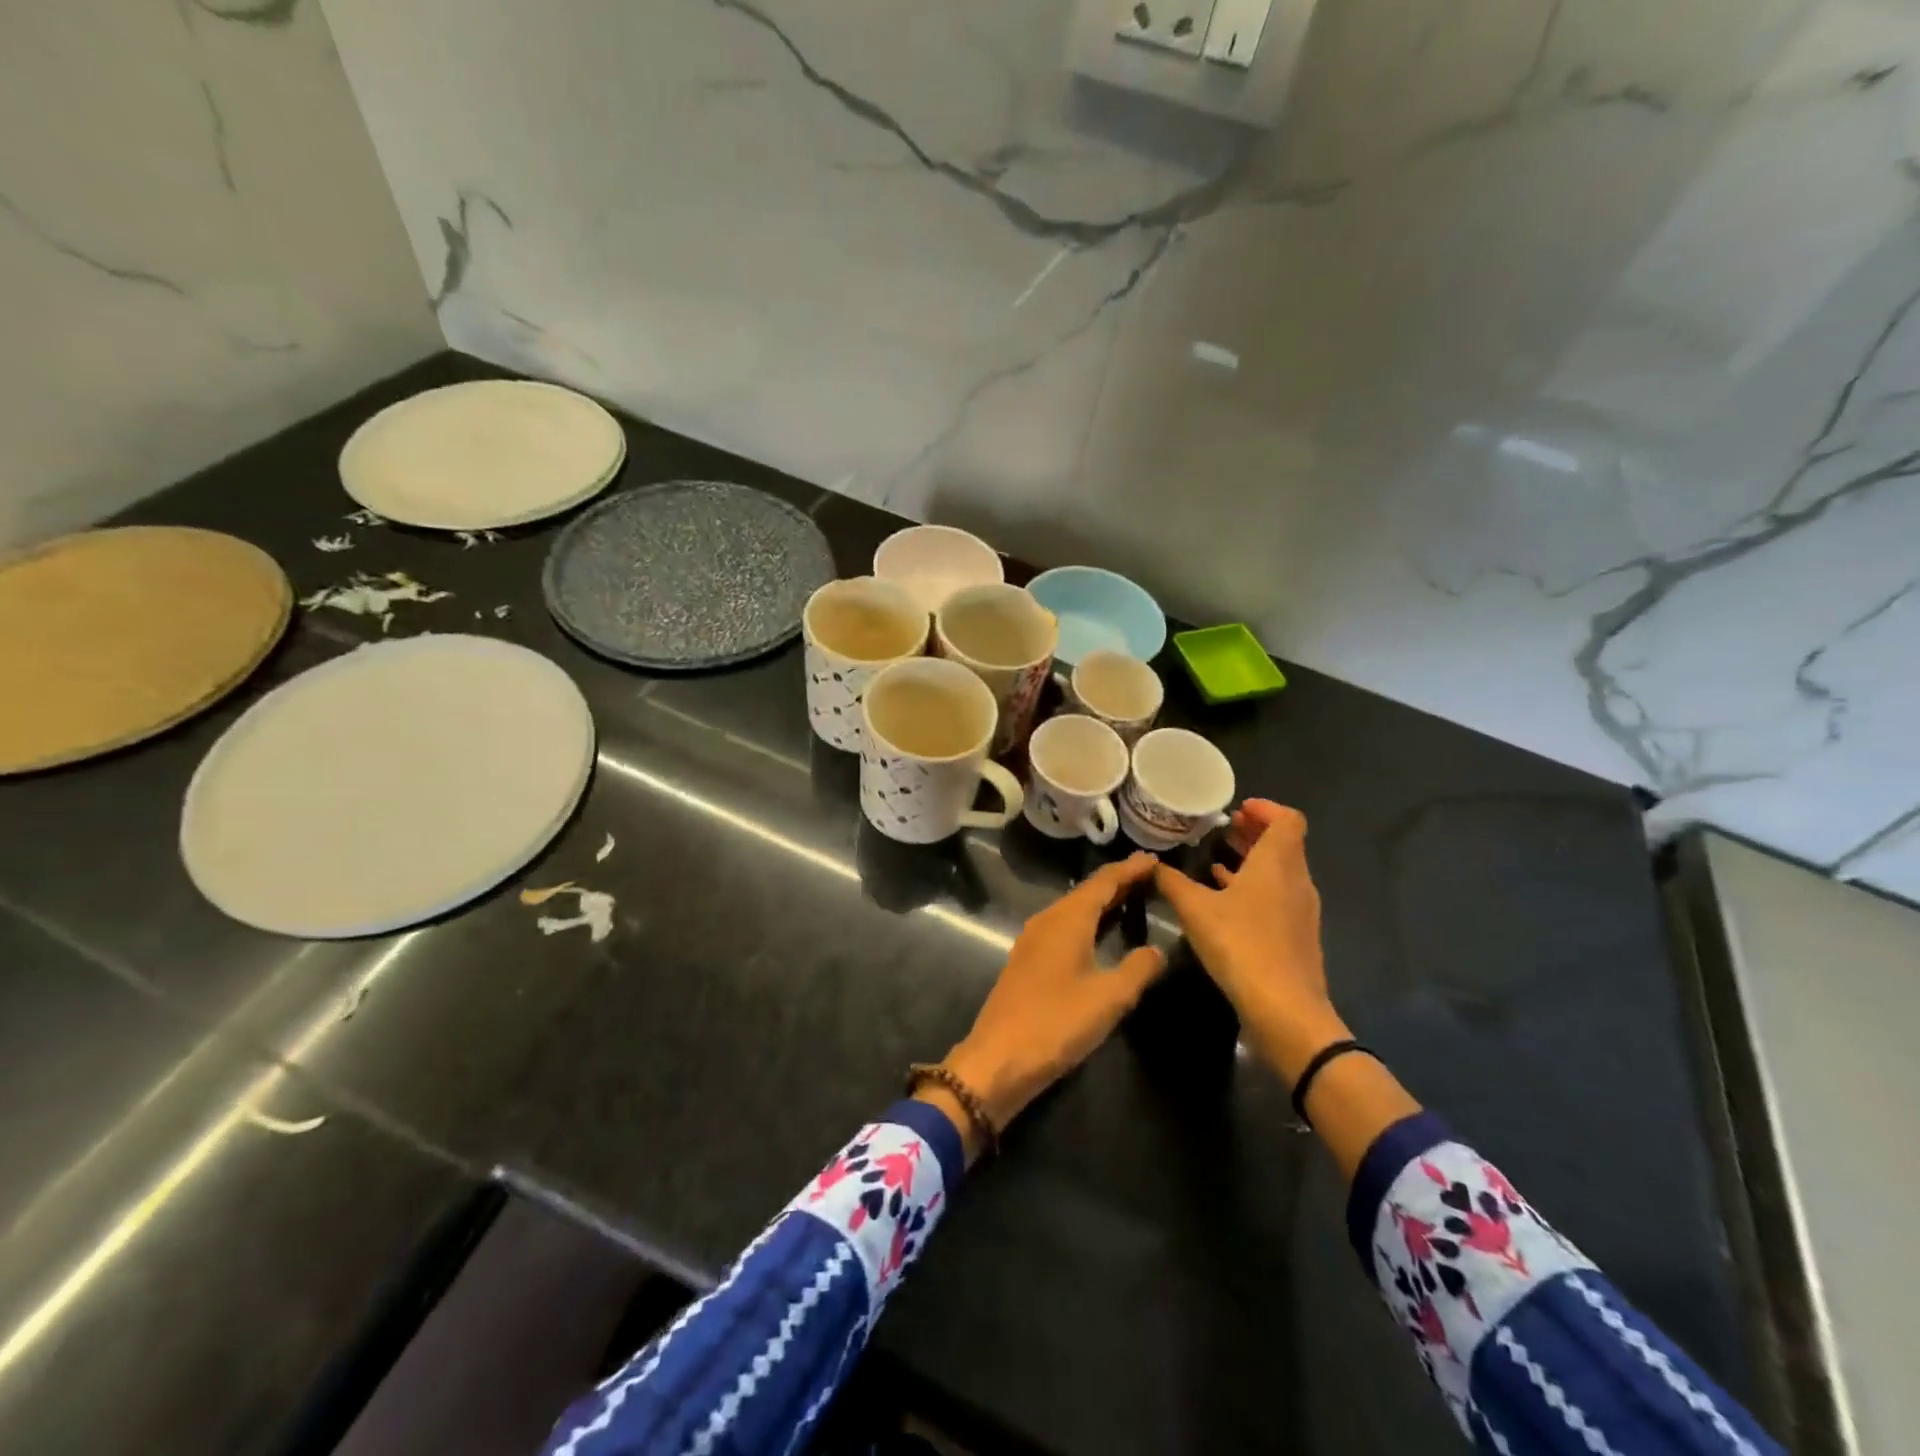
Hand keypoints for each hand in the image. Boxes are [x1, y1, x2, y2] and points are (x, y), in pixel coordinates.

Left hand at [928, 854, 1165, 1154]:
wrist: (998, 1058)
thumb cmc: (1057, 1023)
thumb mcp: (1108, 998)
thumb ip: (1137, 969)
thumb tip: (1157, 950)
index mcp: (1068, 919)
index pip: (1103, 882)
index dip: (1129, 869)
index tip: (1153, 859)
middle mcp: (1048, 920)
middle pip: (1087, 892)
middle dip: (1118, 882)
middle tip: (1150, 875)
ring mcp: (1034, 939)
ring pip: (1074, 909)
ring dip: (1102, 902)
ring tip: (1132, 898)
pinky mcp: (1028, 959)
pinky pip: (1064, 927)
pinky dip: (1088, 921)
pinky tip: (1100, 933)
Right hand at [1153, 801, 1347, 1080]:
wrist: (1285, 1010)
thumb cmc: (1241, 946)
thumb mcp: (1195, 910)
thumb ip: (1172, 882)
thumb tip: (1150, 864)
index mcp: (1277, 863)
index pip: (1287, 820)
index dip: (1265, 809)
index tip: (1236, 811)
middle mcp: (1296, 880)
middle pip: (1284, 844)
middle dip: (1254, 832)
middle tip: (1223, 829)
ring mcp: (1300, 910)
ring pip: (1280, 871)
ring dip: (1253, 861)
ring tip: (1218, 859)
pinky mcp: (1296, 936)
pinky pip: (1277, 897)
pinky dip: (1255, 888)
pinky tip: (1225, 900)